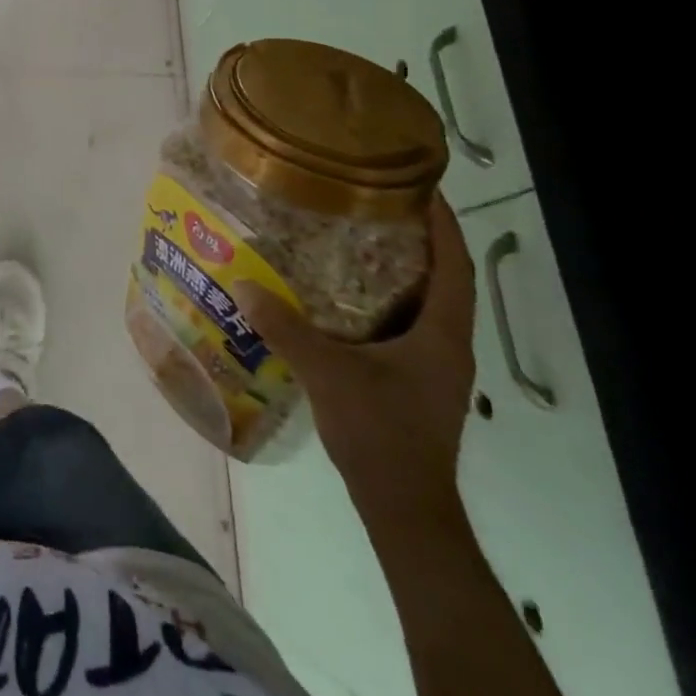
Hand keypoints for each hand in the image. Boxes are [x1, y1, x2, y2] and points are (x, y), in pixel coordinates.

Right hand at [235, 195, 475, 517]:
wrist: (405, 509)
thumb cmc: (380, 434)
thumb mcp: (328, 374)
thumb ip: (286, 327)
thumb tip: (241, 283)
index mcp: (442, 334)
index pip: (454, 265)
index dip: (444, 223)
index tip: (421, 185)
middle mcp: (448, 344)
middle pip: (443, 278)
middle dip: (417, 238)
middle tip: (373, 202)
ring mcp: (435, 366)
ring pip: (425, 303)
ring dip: (400, 270)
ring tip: (356, 237)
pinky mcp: (418, 382)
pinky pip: (407, 325)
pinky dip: (384, 300)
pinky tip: (344, 296)